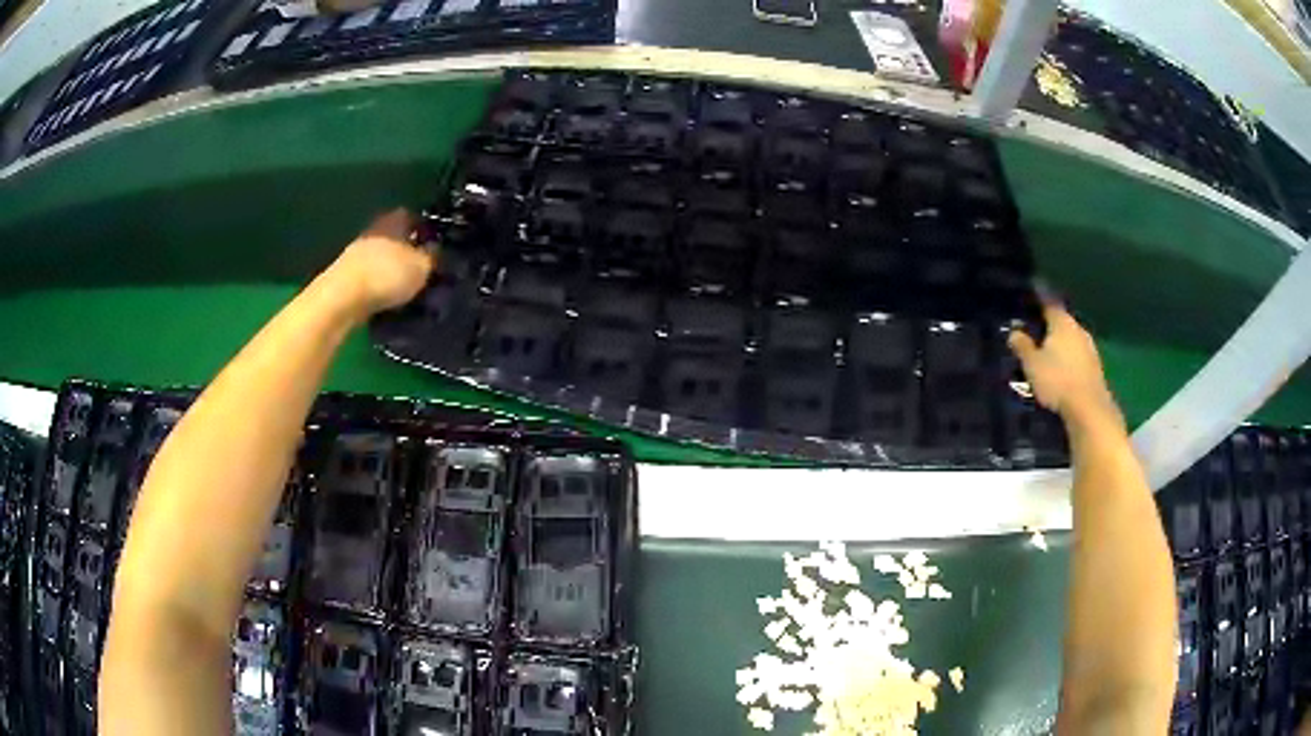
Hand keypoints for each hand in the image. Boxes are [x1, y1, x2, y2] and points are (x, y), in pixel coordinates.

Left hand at [326, 209, 434, 316]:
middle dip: (408, 251)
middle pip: (395, 237)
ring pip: (382, 258)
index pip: (413, 217)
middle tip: (424, 270)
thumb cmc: (386, 275)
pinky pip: (371, 277)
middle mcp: (374, 231)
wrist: (342, 299)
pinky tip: (389, 300)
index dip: (425, 230)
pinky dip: (380, 286)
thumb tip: (438, 252)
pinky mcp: (345, 277)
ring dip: (393, 270)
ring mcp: (356, 254)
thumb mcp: (422, 267)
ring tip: (408, 289)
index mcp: (394, 220)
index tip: (436, 245)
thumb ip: (433, 258)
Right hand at [1008, 301, 1121, 427]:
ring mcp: (1089, 348)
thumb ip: (1022, 346)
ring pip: (1071, 340)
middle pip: (1061, 321)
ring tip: (1047, 354)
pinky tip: (1061, 370)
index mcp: (1062, 322)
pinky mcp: (1095, 367)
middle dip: (1049, 326)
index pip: (1049, 302)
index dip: (1039, 299)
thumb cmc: (1057, 380)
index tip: (1030, 295)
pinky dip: (1068, 360)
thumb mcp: (1032, 364)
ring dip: (1060, 344)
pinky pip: (1077, 356)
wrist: (1088, 408)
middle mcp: (1078, 329)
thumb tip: (1014, 332)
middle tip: (1035, 331)